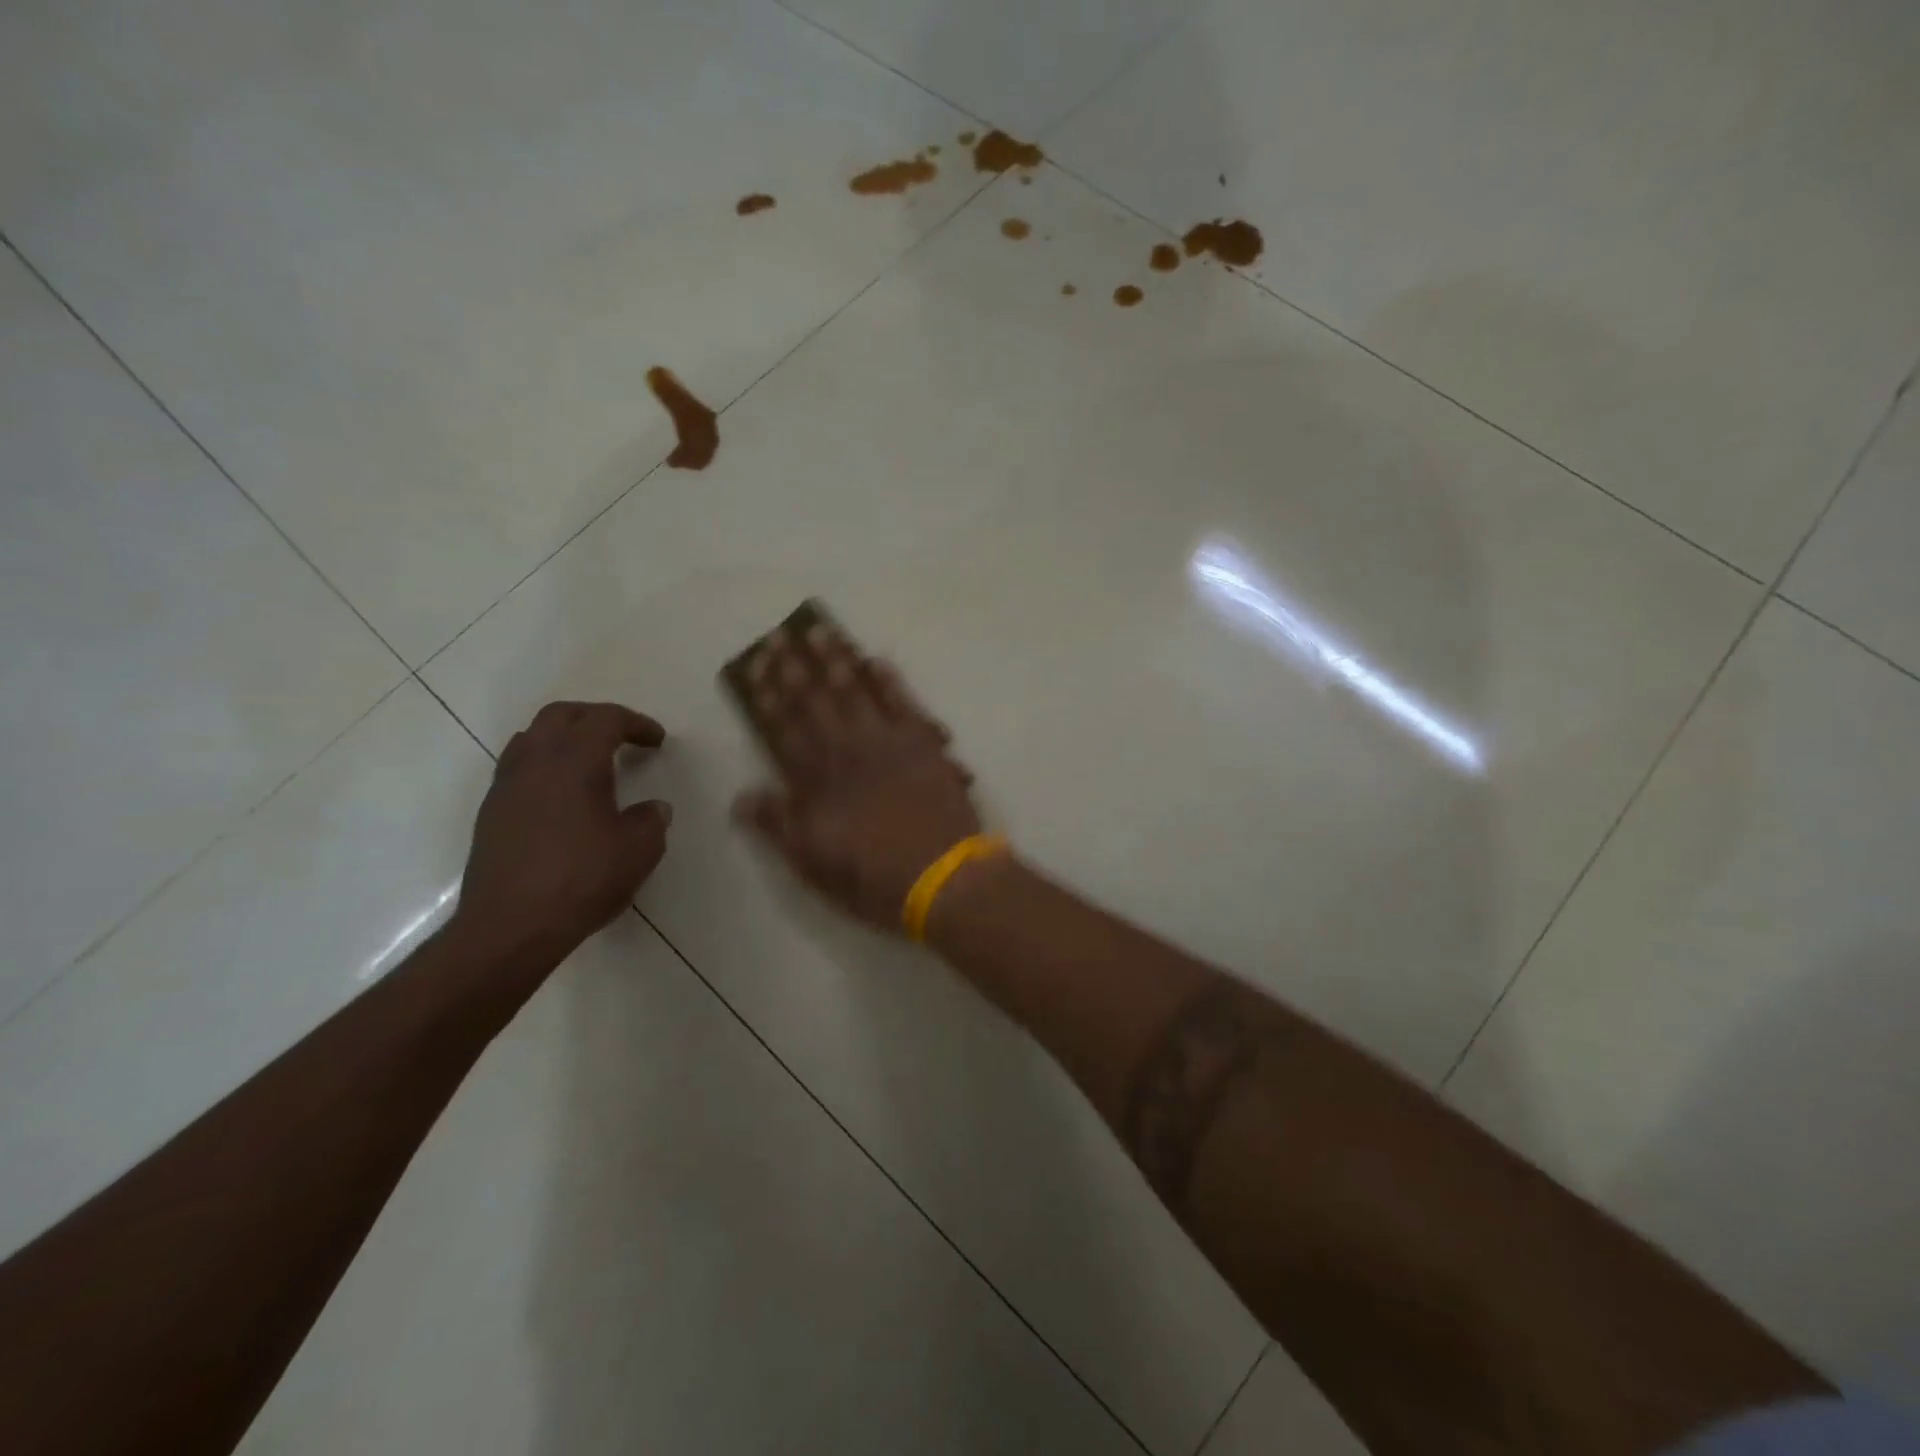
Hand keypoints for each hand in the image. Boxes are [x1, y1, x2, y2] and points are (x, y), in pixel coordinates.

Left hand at [453, 701, 671, 964]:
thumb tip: (653, 809)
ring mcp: (506, 787)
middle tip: (622, 737)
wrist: (510, 927)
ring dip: (564, 738)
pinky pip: (518, 768)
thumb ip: (651, 820)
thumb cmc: (582, 880)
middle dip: (595, 718)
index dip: (636, 723)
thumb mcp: (638, 850)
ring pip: (532, 738)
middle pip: (561, 715)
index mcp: (575, 761)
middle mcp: (535, 762)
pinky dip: (544, 766)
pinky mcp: (491, 814)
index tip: (657, 741)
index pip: (605, 719)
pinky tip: (562, 797)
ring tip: (589, 762)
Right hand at [733, 623, 980, 931]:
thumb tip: (743, 796)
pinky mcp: (923, 743)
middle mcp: (847, 752)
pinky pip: (903, 702)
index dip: (768, 698)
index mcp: (817, 782)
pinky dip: (889, 680)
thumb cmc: (874, 879)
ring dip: (836, 661)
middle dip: (794, 668)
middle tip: (780, 636)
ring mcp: (887, 742)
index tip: (756, 667)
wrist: (943, 878)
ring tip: (820, 631)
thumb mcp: (814, 864)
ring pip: (855, 692)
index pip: (784, 730)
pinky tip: (876, 659)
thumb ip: (778, 826)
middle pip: (815, 702)